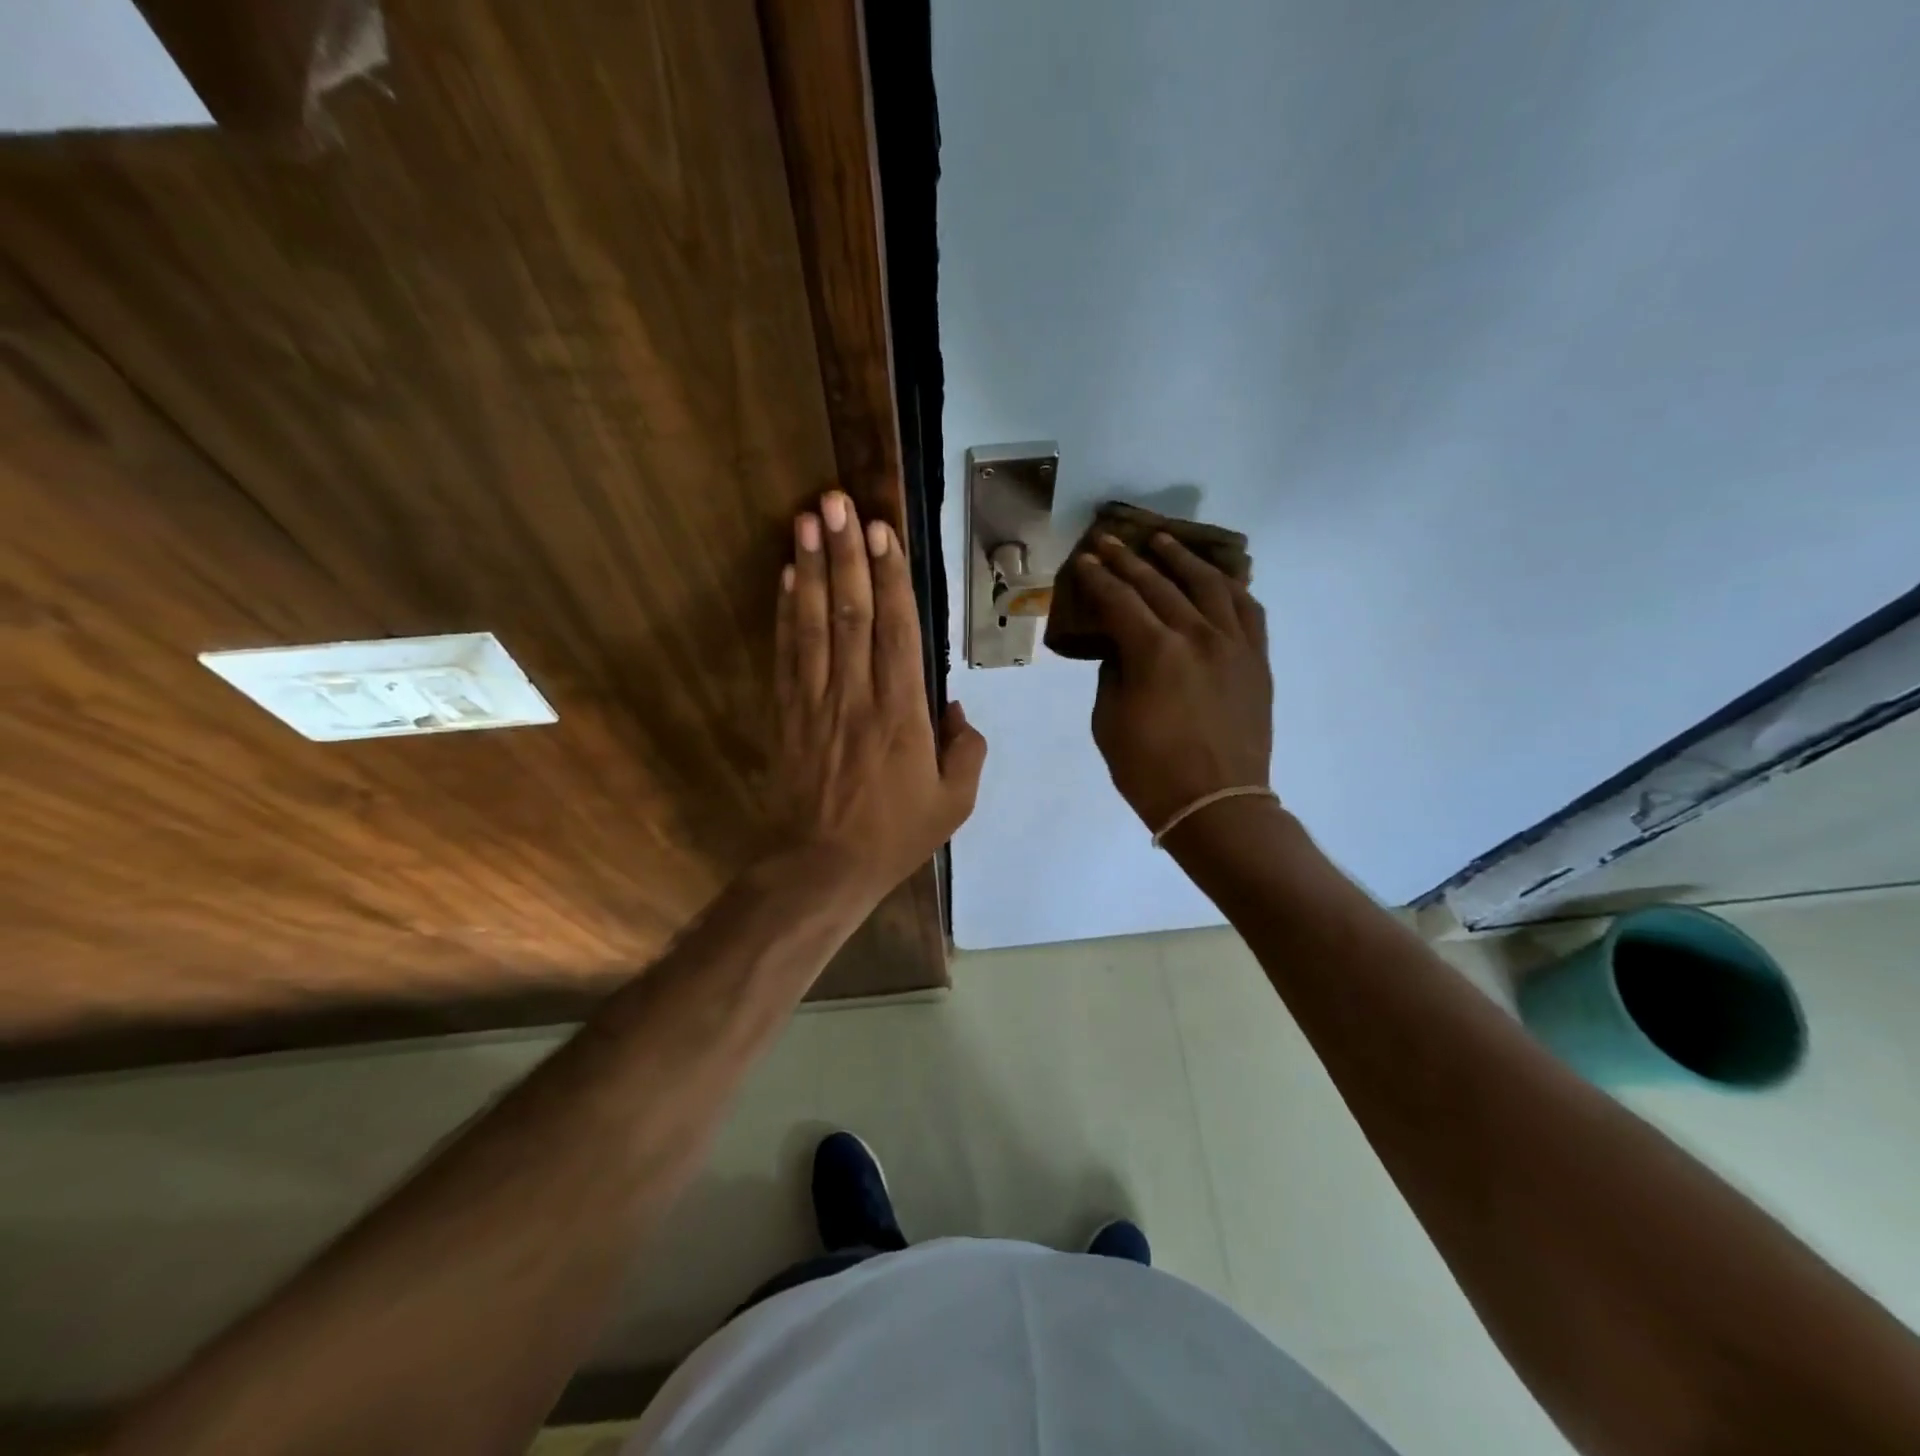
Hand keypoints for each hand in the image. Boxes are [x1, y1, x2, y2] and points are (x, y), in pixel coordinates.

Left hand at [773, 489, 987, 896]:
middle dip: (846, 553)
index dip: (891, 577)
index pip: (897, 631)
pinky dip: (786, 612)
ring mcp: (816, 702)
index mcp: (902, 715)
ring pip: (815, 624)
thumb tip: (953, 706)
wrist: (822, 868)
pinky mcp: (787, 713)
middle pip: (851, 613)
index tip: (883, 530)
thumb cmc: (895, 835)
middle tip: (836, 501)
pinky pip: (787, 654)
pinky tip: (788, 576)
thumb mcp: (954, 802)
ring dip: (813, 568)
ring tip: (808, 519)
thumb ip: (966, 748)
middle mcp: (857, 696)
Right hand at [1072, 532, 1272, 834]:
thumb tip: (1122, 647)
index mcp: (1155, 652)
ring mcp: (1234, 644)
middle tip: (1110, 541)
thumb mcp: (1108, 722)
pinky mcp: (1256, 659)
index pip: (1120, 600)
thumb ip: (1113, 673)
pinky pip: (1247, 609)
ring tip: (1163, 541)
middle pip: (1159, 584)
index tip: (1084, 560)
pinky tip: (1214, 578)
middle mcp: (1198, 635)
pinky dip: (1228, 587)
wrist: (1216, 804)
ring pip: (1209, 584)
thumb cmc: (1150, 771)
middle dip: (1129, 560)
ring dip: (1181, 559)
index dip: (1098, 578)